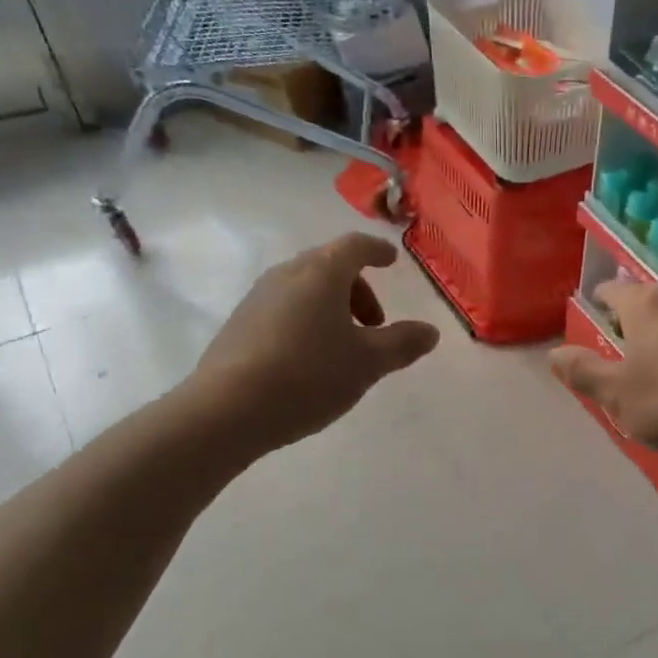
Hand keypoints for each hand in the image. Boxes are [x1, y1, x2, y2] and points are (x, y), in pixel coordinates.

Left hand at [180, 233, 439, 452]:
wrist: (227, 410)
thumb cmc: (309, 375)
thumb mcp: (368, 363)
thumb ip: (402, 343)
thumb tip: (430, 331)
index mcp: (321, 273)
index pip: (355, 246)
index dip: (377, 251)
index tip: (391, 261)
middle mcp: (287, 275)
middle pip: (329, 266)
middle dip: (358, 289)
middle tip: (375, 324)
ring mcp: (257, 298)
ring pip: (304, 288)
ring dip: (332, 307)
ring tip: (344, 346)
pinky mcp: (239, 324)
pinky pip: (283, 309)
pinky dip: (306, 320)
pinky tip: (310, 359)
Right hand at [548, 280, 657, 459]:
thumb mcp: (616, 393)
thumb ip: (583, 370)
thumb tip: (554, 353)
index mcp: (646, 305)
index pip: (613, 289)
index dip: (599, 300)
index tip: (592, 316)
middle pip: (647, 298)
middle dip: (631, 315)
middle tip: (618, 341)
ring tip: (652, 357)